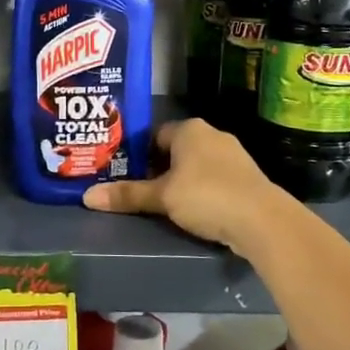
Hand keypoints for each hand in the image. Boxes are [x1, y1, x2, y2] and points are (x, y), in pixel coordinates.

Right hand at [81, 118, 288, 250]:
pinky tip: (191, 212)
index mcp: (190, 129)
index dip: (137, 152)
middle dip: (158, 168)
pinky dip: (201, 192)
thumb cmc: (206, 196)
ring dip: (180, 182)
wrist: (262, 220)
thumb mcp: (161, 197)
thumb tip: (87, 197)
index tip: (123, 172)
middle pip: (175, 150)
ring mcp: (233, 156)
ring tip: (160, 203)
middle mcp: (212, 135)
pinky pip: (214, 181)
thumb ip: (127, 195)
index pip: (154, 134)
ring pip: (196, 166)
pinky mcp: (246, 179)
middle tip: (136, 189)